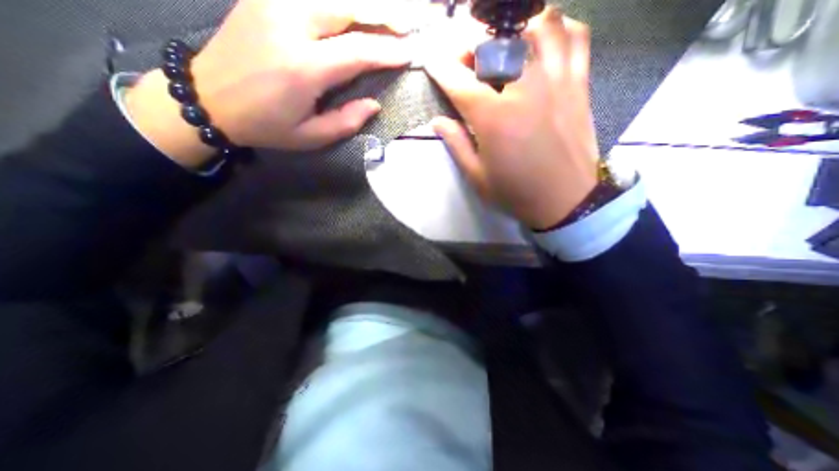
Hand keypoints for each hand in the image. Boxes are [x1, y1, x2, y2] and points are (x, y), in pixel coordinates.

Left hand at [124, 0, 417, 168]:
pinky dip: (339, 2)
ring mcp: (272, 2)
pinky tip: (355, 9)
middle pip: (347, 6)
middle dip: (383, 12)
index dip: (387, 51)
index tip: (409, 54)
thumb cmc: (266, 125)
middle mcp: (289, 24)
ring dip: (364, 3)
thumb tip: (374, 105)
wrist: (208, 98)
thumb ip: (346, 122)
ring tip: (389, 14)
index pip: (357, 51)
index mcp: (303, 67)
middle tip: (409, 23)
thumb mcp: (310, 136)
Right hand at [429, 5, 599, 228]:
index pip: (459, 81)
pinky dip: (558, 28)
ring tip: (500, 42)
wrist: (565, 202)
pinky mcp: (578, 85)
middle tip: (462, 56)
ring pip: (537, 27)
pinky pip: (575, 38)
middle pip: (494, 44)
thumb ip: (457, 145)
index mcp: (494, 118)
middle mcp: (524, 90)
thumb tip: (438, 122)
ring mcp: (556, 82)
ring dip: (513, 28)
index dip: (440, 68)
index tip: (429, 61)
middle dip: (470, 43)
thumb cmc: (516, 193)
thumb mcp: (477, 177)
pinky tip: (543, 38)